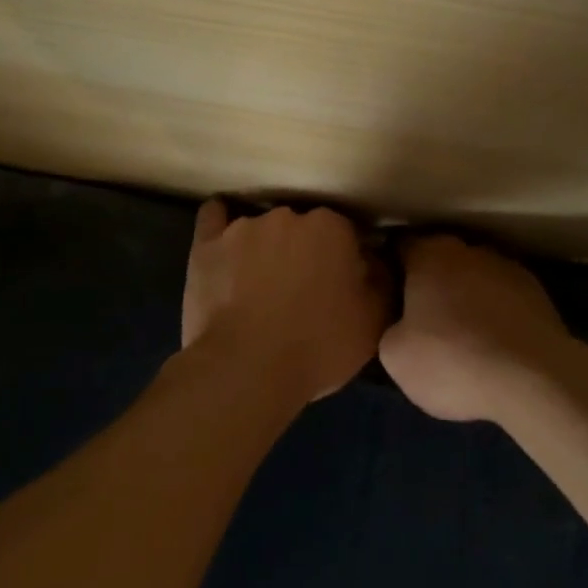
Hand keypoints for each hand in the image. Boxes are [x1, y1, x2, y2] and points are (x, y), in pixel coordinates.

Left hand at [180, 199, 387, 402]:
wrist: (246, 371)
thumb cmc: (317, 346)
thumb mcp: (372, 322)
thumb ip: (382, 282)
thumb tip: (376, 260)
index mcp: (331, 228)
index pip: (345, 234)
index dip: (344, 261)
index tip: (341, 287)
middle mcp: (287, 216)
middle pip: (302, 228)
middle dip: (304, 253)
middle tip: (303, 292)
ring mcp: (242, 228)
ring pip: (262, 229)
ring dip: (265, 250)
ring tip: (260, 289)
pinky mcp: (206, 245)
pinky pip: (213, 218)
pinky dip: (219, 226)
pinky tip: (224, 243)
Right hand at [380, 235, 571, 421]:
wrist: (533, 382)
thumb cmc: (452, 360)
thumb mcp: (395, 355)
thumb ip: (391, 326)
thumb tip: (402, 323)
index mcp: (430, 254)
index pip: (401, 247)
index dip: (391, 269)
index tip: (387, 294)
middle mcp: (470, 250)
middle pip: (441, 260)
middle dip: (431, 283)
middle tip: (421, 319)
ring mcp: (509, 269)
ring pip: (476, 278)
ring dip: (467, 298)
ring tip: (462, 337)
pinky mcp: (539, 294)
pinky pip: (504, 300)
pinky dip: (496, 315)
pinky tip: (494, 346)